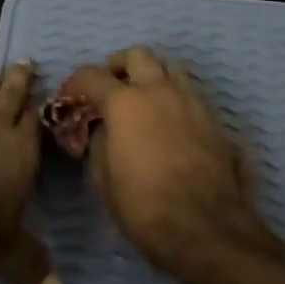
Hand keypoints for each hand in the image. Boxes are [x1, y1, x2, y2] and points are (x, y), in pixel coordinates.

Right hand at [63, 47, 267, 283]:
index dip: (76, 82)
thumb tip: (103, 129)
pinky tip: (170, 124)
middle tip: (112, 87)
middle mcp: (159, 91)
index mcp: (125, 102)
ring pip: (170, 67)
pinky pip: (190, 94)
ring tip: (144, 100)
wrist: (206, 228)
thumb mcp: (104, 179)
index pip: (93, 75)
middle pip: (138, 55)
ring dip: (153, 76)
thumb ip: (100, 143)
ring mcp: (191, 102)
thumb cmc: (144, 206)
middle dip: (120, 66)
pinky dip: (175, 98)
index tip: (71, 95)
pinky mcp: (213, 120)